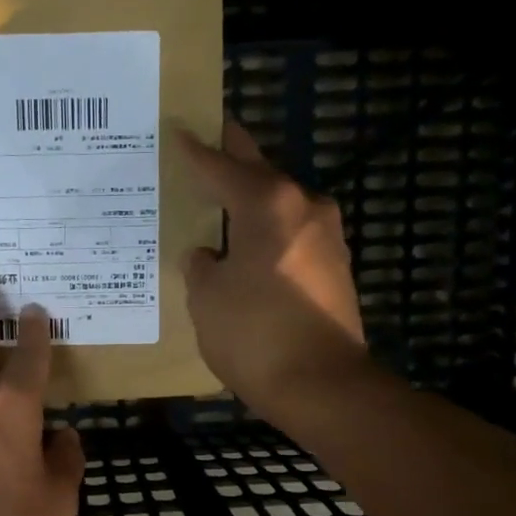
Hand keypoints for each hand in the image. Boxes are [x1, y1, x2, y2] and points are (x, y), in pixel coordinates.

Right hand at [177, 120, 370, 424]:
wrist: (322, 385)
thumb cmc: (254, 334)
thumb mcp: (207, 298)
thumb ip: (200, 266)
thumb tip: (207, 255)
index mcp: (268, 204)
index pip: (223, 166)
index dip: (196, 151)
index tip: (179, 130)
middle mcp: (304, 208)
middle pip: (260, 174)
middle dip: (232, 160)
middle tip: (205, 145)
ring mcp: (328, 238)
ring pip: (280, 207)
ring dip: (252, 202)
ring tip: (219, 203)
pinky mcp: (336, 269)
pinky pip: (292, 237)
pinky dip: (267, 234)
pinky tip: (247, 248)